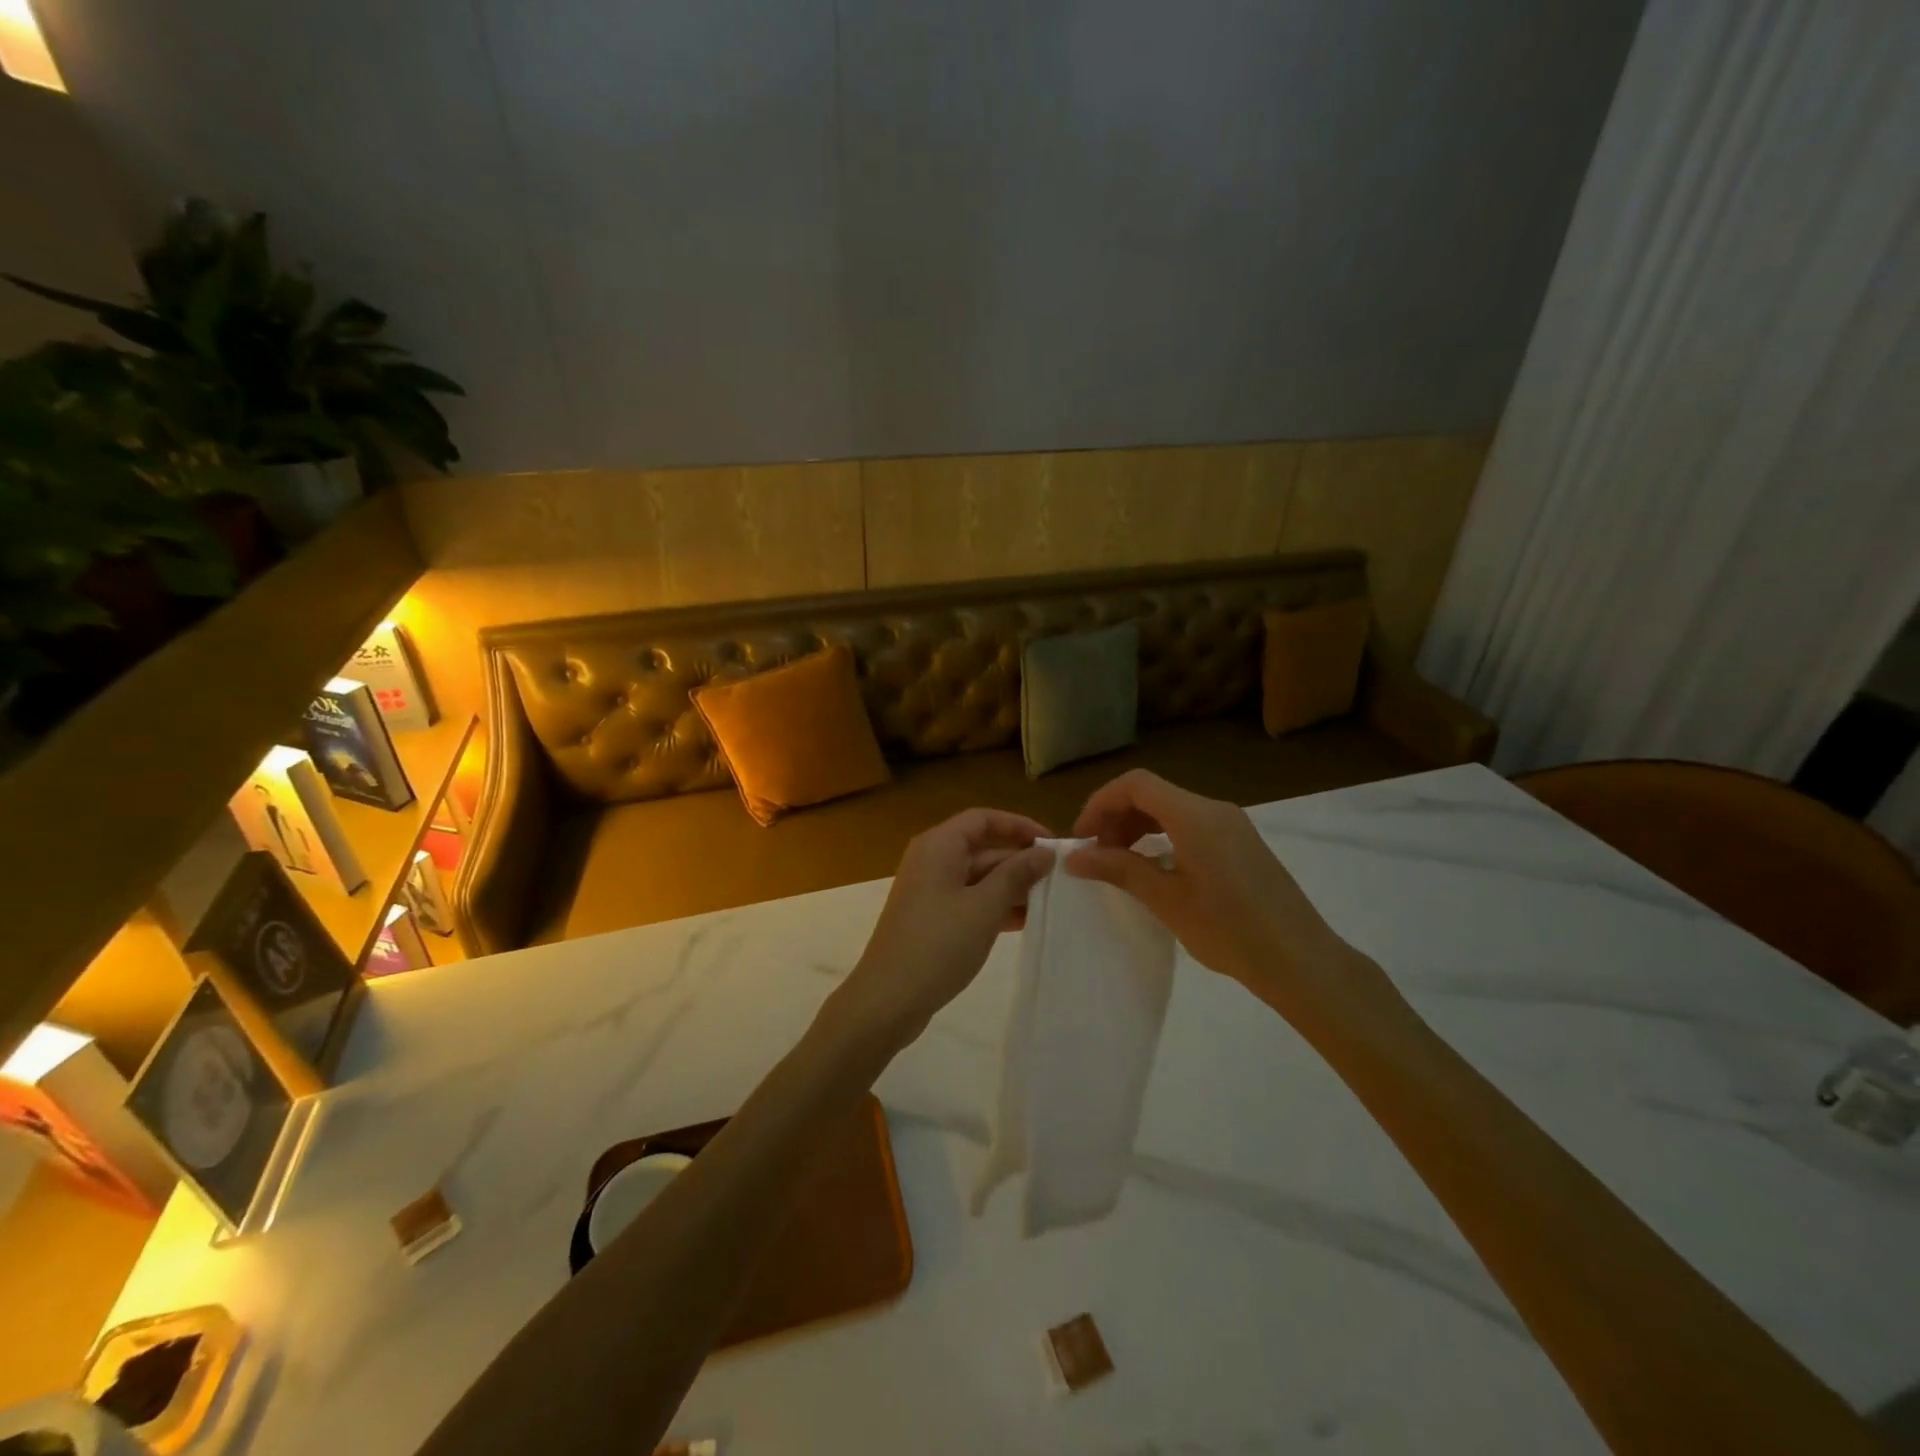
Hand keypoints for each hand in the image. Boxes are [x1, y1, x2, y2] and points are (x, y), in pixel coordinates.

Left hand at [829, 808, 1054, 1055]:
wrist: (887, 1000)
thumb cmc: (938, 945)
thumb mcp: (984, 907)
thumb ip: (1016, 876)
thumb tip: (1044, 853)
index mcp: (939, 846)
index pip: (984, 819)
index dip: (1019, 826)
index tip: (1052, 845)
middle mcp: (932, 860)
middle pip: (982, 847)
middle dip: (1019, 860)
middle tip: (1059, 878)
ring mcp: (929, 891)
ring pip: (978, 877)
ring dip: (1011, 886)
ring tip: (1049, 901)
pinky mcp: (931, 918)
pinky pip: (969, 900)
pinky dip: (994, 907)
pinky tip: (1024, 922)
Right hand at [1065, 770, 1401, 1032]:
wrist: (1300, 961)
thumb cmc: (1229, 930)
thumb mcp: (1166, 900)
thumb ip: (1119, 869)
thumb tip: (1074, 857)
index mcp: (1195, 816)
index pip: (1135, 785)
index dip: (1100, 804)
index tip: (1081, 838)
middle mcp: (1214, 810)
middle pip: (1153, 793)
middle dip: (1117, 816)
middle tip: (1096, 854)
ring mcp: (1232, 825)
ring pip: (1171, 808)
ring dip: (1138, 826)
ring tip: (1119, 862)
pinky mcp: (1242, 844)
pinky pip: (1191, 825)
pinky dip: (1162, 836)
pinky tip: (1154, 868)